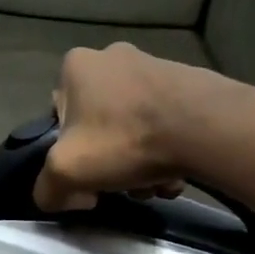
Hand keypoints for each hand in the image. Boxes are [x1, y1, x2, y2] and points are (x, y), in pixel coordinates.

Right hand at [34, 43, 215, 210]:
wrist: (207, 127)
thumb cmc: (125, 140)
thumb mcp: (66, 172)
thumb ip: (47, 188)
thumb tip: (62, 196)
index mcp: (76, 66)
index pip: (58, 117)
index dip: (68, 152)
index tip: (86, 176)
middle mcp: (113, 57)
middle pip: (99, 125)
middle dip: (109, 161)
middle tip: (123, 186)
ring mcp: (154, 66)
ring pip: (133, 128)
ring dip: (139, 162)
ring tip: (154, 185)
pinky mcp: (187, 82)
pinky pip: (164, 124)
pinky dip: (165, 151)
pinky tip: (176, 174)